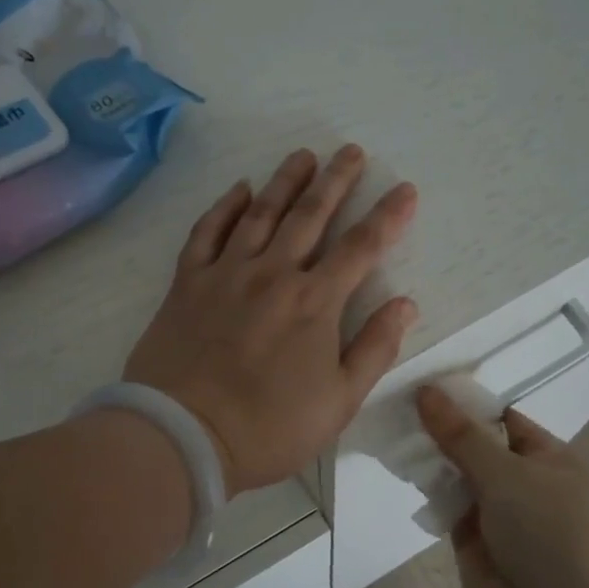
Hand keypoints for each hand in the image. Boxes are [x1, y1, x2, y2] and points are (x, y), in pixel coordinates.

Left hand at [126, 146, 418, 496]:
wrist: (183, 436)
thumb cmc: (269, 428)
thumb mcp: (339, 401)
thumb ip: (374, 349)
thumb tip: (404, 304)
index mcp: (315, 303)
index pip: (361, 247)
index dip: (388, 216)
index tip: (405, 188)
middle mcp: (273, 274)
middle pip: (310, 215)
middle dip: (336, 180)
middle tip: (351, 151)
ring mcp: (226, 273)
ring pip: (261, 213)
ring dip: (286, 181)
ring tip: (303, 156)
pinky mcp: (187, 283)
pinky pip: (207, 231)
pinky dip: (225, 206)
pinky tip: (240, 189)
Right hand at [415, 384, 588, 587]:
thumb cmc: (543, 533)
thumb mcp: (504, 474)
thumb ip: (461, 434)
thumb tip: (426, 390)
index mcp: (550, 458)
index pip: (504, 418)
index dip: (467, 403)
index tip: (425, 386)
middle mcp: (525, 479)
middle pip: (478, 444)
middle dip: (443, 430)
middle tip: (398, 405)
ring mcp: (499, 509)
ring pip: (459, 473)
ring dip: (432, 459)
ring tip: (392, 432)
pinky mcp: (474, 535)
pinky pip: (448, 502)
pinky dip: (428, 489)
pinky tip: (400, 469)